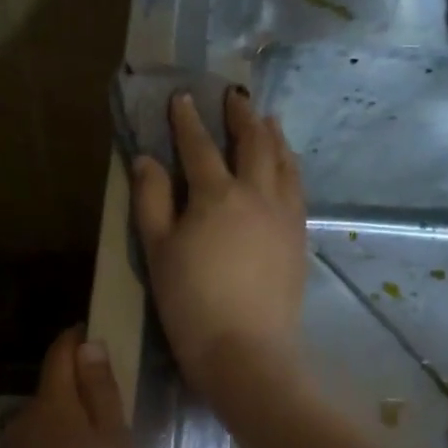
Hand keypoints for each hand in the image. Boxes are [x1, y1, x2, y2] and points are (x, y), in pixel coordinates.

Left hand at [0, 327, 141, 447]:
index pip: (60, 355)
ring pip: (33, 431)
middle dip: (70, 397)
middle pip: (47, 395)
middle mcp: (19, 422)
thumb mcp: (116, 446)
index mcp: (52, 406)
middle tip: (102, 421)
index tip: (90, 337)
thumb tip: (88, 346)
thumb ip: (101, 392)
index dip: (75, 341)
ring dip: (54, 434)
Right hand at [133, 89, 306, 405]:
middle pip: (253, 143)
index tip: (183, 97)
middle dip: (242, 115)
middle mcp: (257, 194)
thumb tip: (147, 159)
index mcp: (216, 194)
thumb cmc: (190, 303)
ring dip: (273, 136)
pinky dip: (290, 167)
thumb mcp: (157, 251)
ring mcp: (285, 216)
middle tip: (236, 95)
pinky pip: (298, 188)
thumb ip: (151, 200)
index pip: (199, 146)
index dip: (188, 120)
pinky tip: (287, 168)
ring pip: (284, 162)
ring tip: (268, 120)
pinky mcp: (300, 239)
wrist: (246, 352)